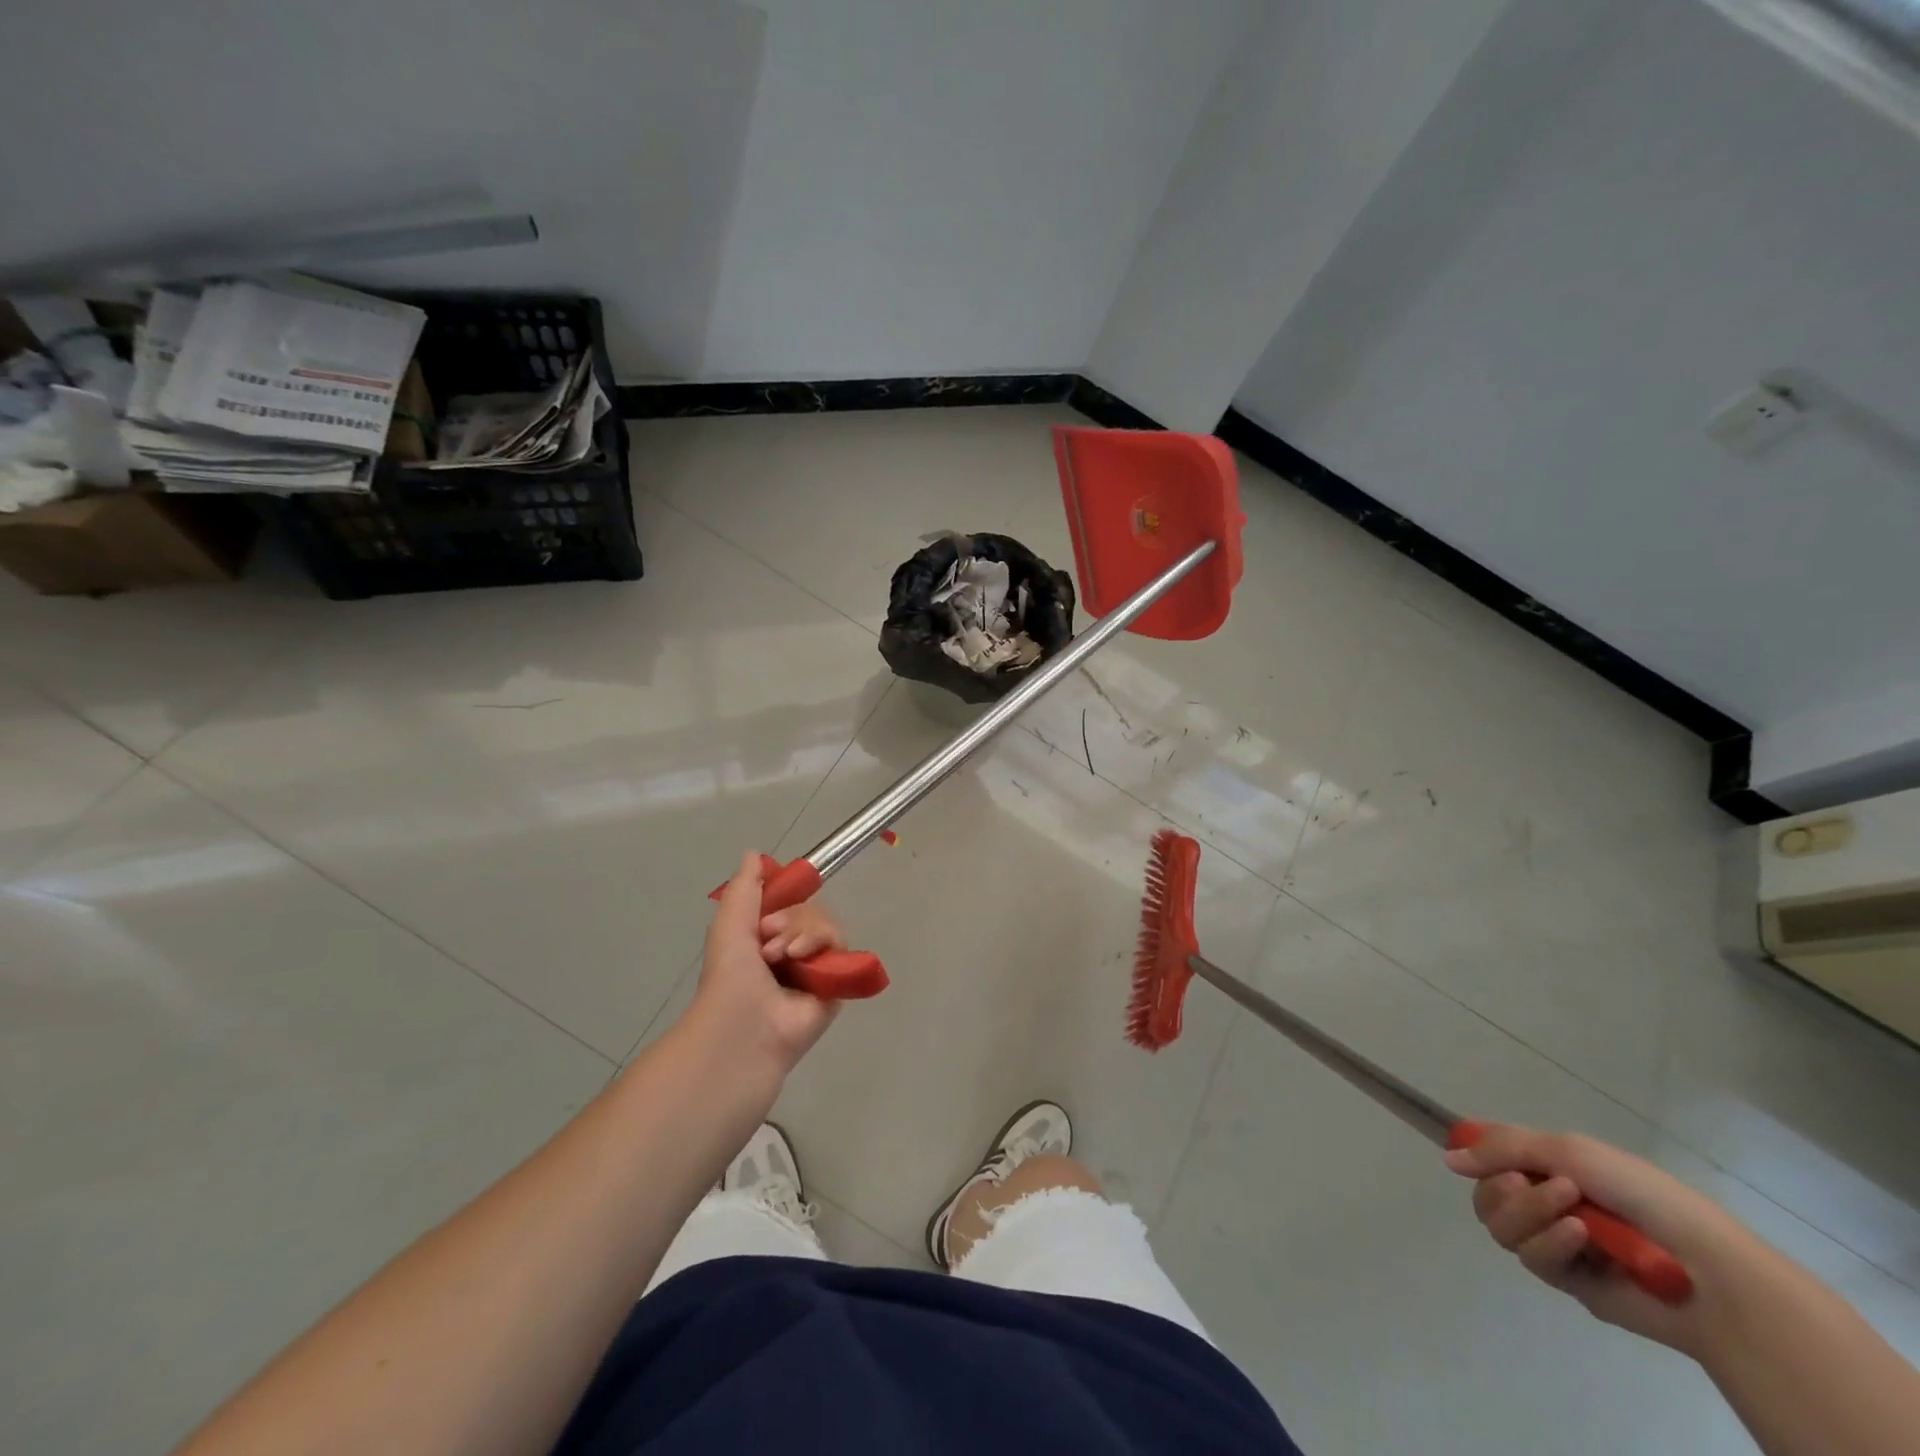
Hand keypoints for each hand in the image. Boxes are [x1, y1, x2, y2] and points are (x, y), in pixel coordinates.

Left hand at [684, 851, 840, 1078]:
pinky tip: (803, 960)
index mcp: (766, 941)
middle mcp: (792, 954)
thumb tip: (754, 852)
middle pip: (810, 912)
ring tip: (782, 956)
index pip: (789, 905)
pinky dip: (822, 945)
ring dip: (802, 932)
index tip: (765, 915)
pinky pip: (841, 947)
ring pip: (827, 925)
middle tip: (767, 942)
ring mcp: (815, 970)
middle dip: (789, 920)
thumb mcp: (730, 921)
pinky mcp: (836, 984)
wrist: (743, 1024)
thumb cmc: (729, 975)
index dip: (782, 903)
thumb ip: (745, 886)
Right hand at [1446, 1125, 1769, 1357]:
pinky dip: (1551, 1243)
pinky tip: (1581, 1240)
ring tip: (1573, 1215)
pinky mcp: (1567, 1280)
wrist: (1704, 1267)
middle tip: (1526, 1183)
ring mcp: (1554, 1241)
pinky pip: (1532, 1258)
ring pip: (1501, 1226)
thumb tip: (1448, 1160)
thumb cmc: (1640, 1193)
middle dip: (1504, 1188)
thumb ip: (1503, 1149)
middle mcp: (1543, 1200)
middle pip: (1485, 1193)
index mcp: (1547, 1165)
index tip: (1466, 1157)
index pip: (1490, 1154)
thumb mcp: (1568, 1150)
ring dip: (1529, 1214)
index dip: (1474, 1154)